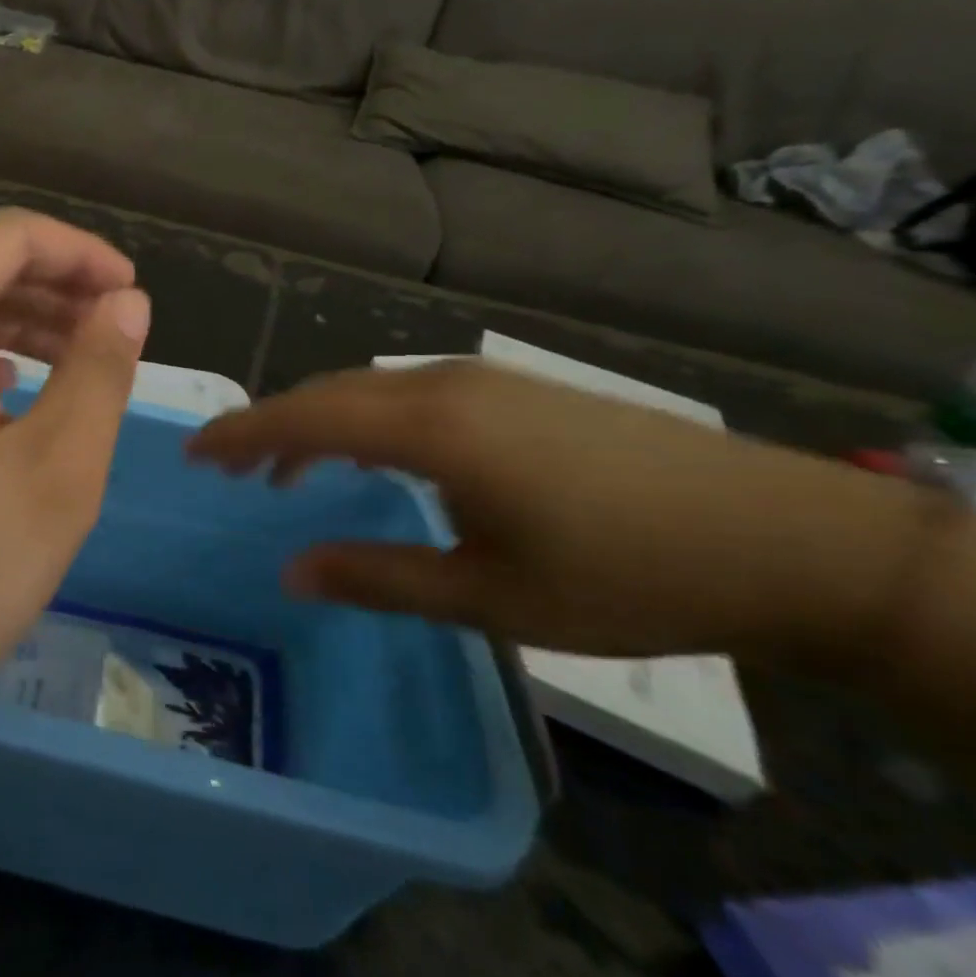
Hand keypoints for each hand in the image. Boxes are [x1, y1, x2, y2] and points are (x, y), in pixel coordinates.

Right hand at [187, 361, 954, 668]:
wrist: (782, 538)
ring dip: (317, 425)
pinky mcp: (514, 391)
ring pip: (367, 391)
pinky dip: (362, 423)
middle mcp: (444, 386)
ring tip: (287, 474)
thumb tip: (291, 572)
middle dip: (269, 428)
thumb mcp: (489, 595)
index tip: (193, 453)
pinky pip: (407, 396)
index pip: (305, 416)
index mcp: (431, 428)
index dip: (241, 433)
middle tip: (229, 471)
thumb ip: (379, 576)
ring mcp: (483, 381)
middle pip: (328, 394)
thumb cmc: (625, 575)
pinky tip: (370, 458)